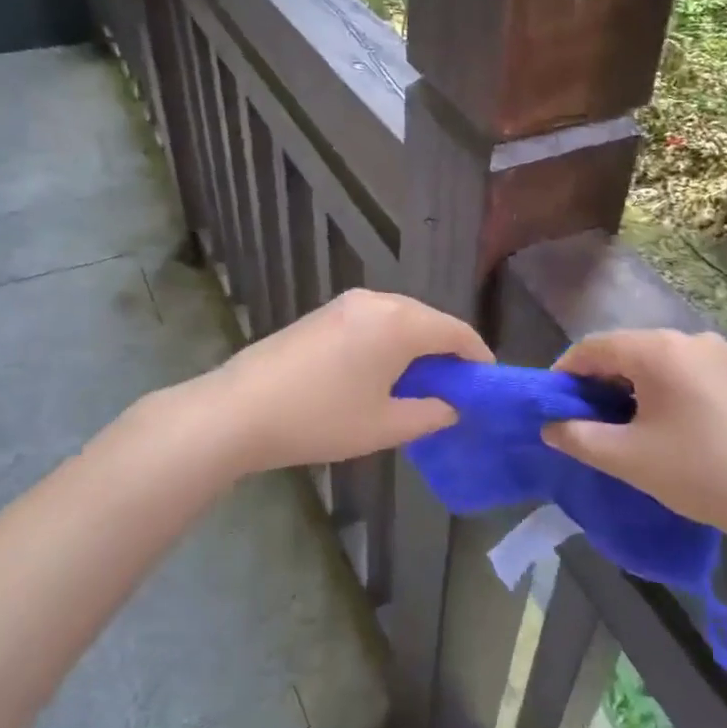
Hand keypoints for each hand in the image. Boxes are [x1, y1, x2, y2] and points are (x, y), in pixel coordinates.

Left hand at [197, 289, 492, 472]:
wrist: (240, 409)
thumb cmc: (321, 419)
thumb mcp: (385, 426)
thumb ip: (430, 413)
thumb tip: (451, 405)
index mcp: (400, 322)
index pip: (456, 332)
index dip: (477, 357)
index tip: (486, 383)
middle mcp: (378, 300)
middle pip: (429, 320)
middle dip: (447, 351)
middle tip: (455, 389)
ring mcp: (346, 303)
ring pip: (400, 318)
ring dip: (417, 346)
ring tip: (420, 383)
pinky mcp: (324, 312)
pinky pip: (374, 320)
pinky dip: (389, 341)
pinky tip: (382, 371)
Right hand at [541, 328, 726, 556]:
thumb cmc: (701, 472)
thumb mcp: (627, 458)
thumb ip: (578, 437)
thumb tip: (550, 426)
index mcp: (659, 349)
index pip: (593, 347)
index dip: (564, 373)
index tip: (550, 406)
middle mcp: (689, 339)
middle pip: (625, 351)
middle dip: (596, 383)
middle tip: (582, 421)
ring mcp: (719, 355)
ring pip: (654, 363)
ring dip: (627, 389)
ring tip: (618, 428)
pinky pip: (682, 373)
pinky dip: (659, 392)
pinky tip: (660, 427)